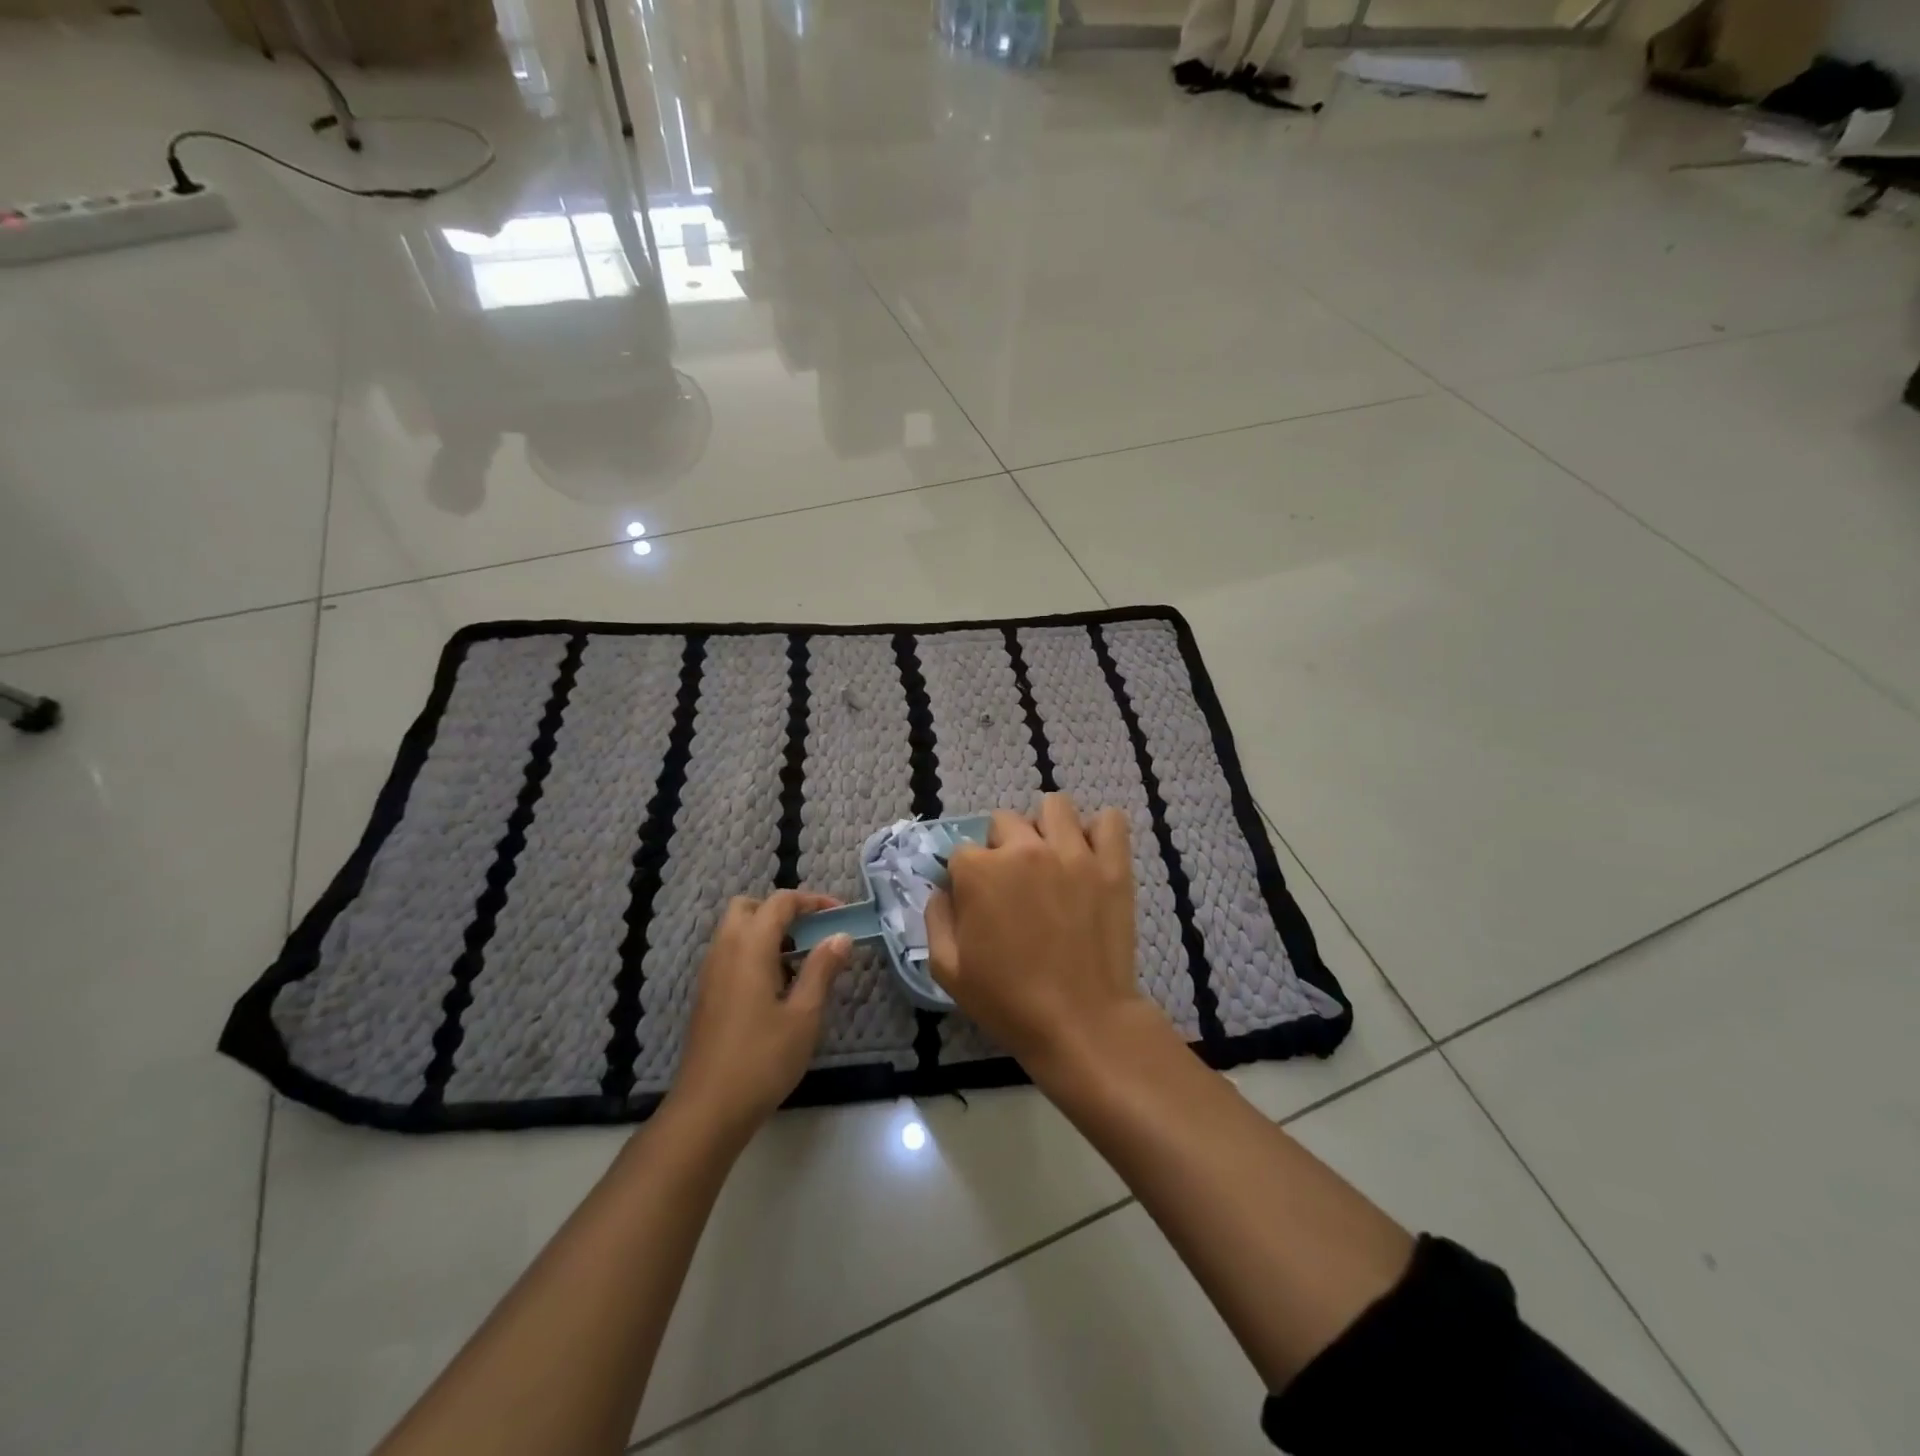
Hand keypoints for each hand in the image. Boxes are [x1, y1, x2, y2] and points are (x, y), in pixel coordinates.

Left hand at [667, 891, 852, 1143]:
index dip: (812, 901)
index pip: (780, 902)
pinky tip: (777, 986)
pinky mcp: (707, 995)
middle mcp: (724, 950)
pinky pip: (730, 954)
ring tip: (801, 960)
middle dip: (783, 911)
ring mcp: (710, 973)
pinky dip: (754, 952)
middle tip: (813, 933)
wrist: (707, 1110)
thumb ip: (822, 969)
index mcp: (749, 947)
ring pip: (736, 931)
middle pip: (750, 907)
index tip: (841, 915)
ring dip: (768, 932)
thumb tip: (841, 936)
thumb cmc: (762, 1060)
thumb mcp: (804, 1015)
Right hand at [925, 792, 1155, 1071]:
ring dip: (1046, 827)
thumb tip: (943, 889)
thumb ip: (935, 917)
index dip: (965, 877)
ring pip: (1055, 807)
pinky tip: (1088, 856)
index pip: (962, 850)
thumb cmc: (1008, 1001)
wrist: (1081, 1023)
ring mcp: (1073, 853)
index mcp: (980, 872)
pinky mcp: (1112, 865)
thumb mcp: (947, 969)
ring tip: (1050, 859)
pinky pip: (1110, 821)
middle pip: (1005, 821)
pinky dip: (1098, 832)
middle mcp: (1025, 849)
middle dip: (1002, 847)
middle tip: (1013, 884)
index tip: (976, 902)